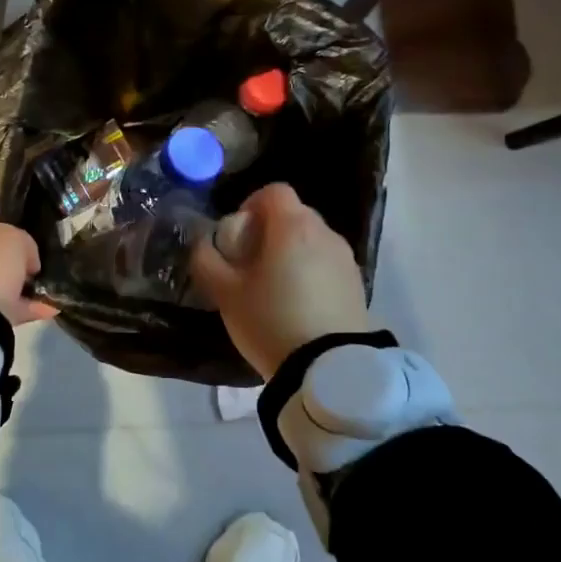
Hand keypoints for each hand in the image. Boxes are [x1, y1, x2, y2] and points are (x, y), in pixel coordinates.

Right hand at [190, 183, 367, 379]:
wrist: (328, 370)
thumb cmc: (270, 321)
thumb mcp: (224, 293)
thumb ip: (207, 259)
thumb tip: (203, 242)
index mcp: (292, 227)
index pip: (273, 191)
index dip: (252, 204)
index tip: (238, 233)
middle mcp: (324, 233)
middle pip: (294, 214)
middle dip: (270, 229)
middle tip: (251, 262)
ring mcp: (345, 259)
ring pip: (312, 239)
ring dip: (292, 251)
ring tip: (275, 286)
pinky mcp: (358, 284)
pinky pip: (327, 263)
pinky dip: (311, 271)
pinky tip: (299, 304)